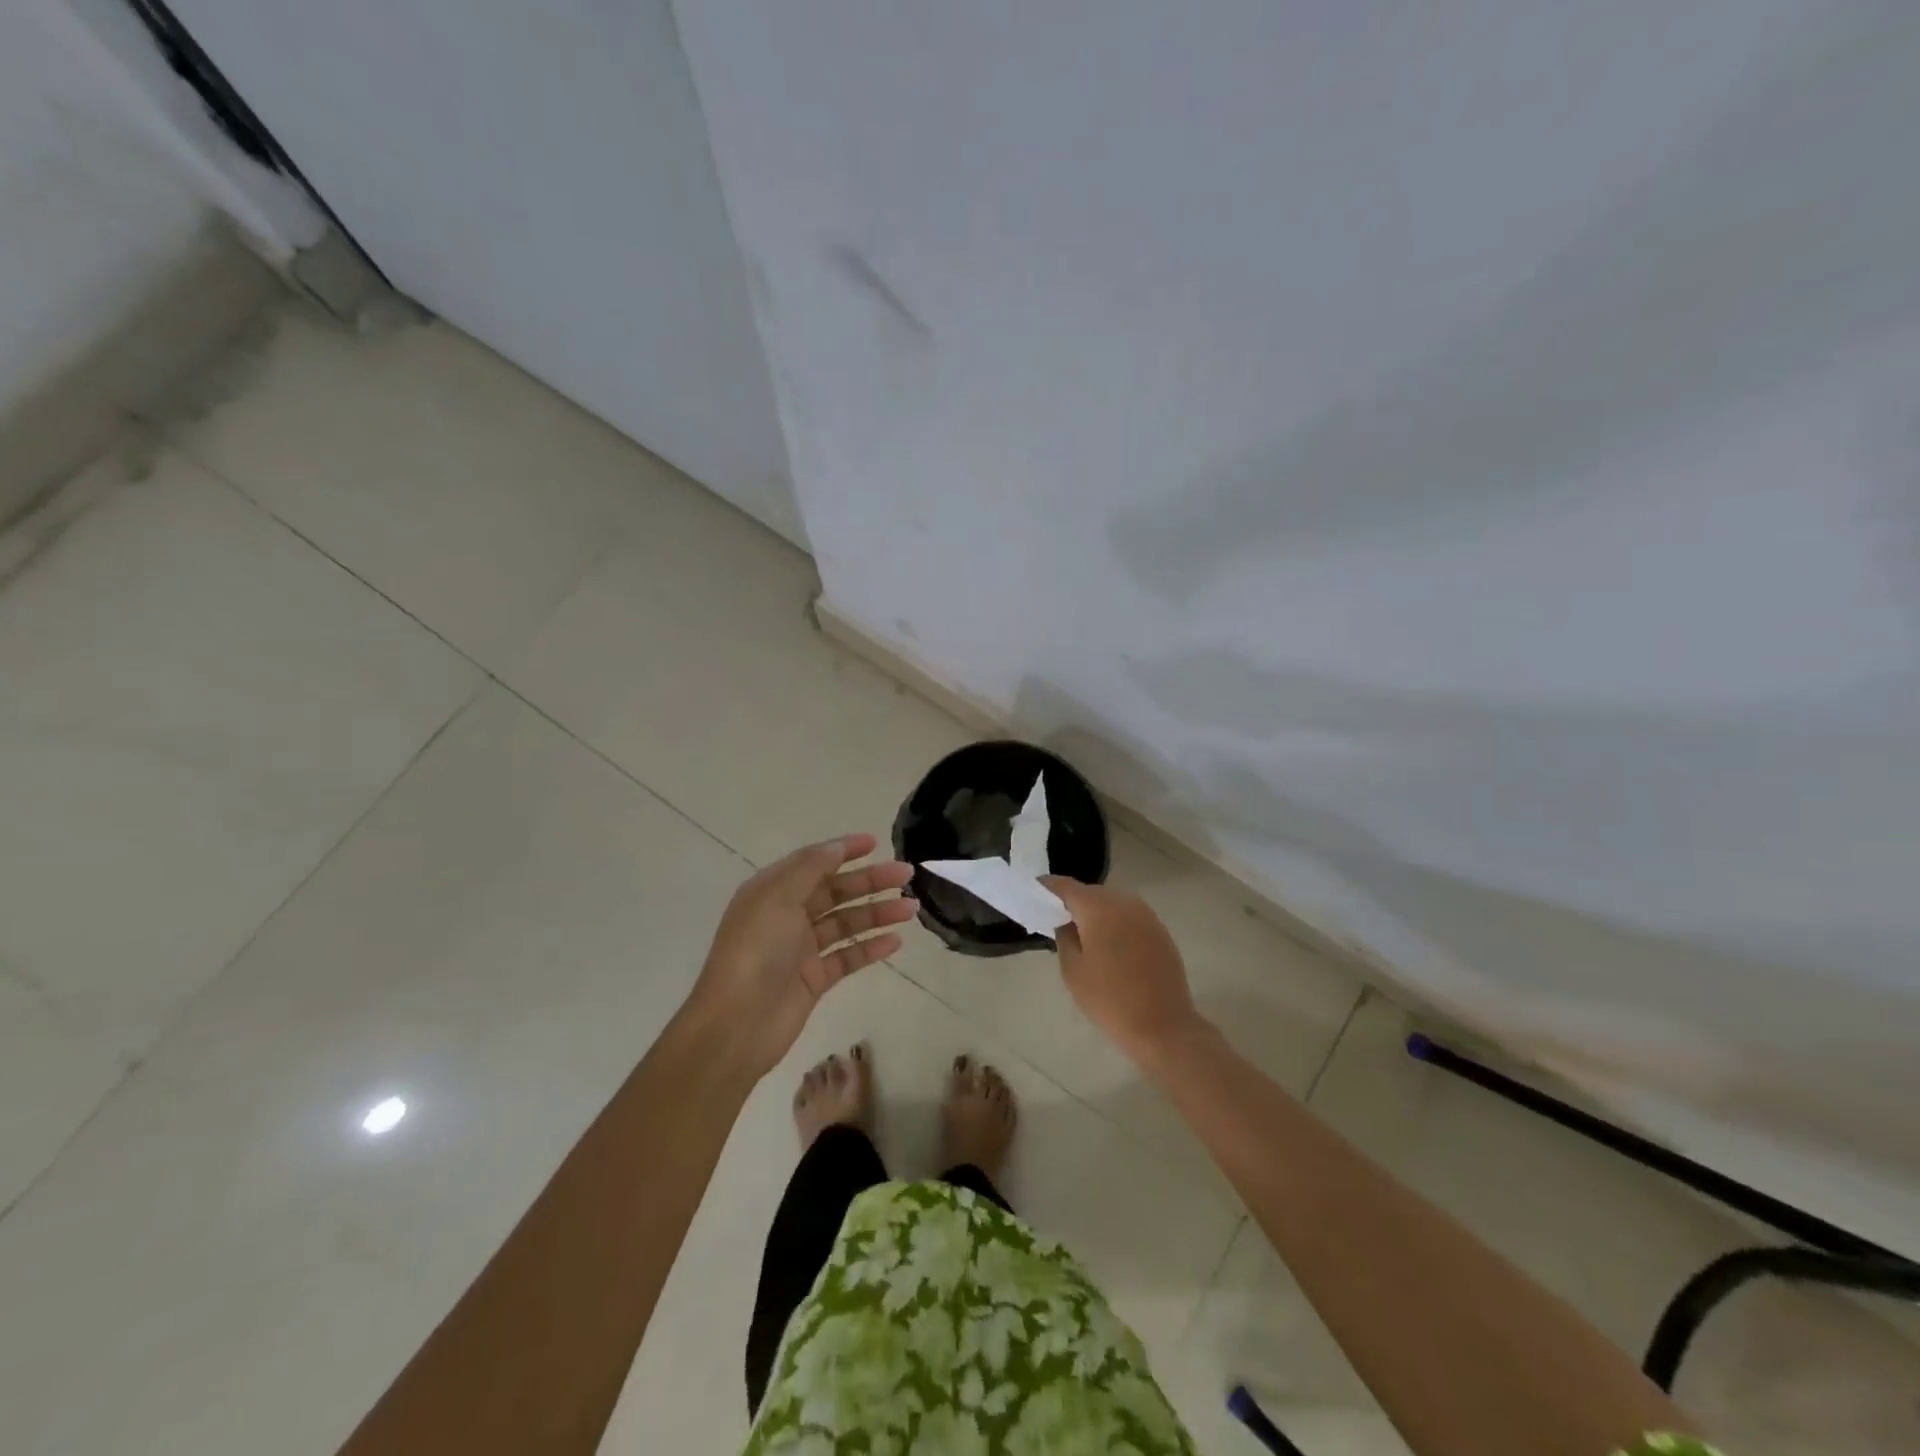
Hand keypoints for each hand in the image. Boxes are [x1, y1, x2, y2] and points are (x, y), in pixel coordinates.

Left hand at [687, 833, 914, 1077]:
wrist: (736, 1024)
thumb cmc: (755, 951)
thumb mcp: (778, 897)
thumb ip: (810, 868)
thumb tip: (837, 847)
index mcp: (772, 891)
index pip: (813, 862)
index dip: (843, 850)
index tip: (875, 843)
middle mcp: (786, 916)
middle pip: (836, 891)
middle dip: (870, 881)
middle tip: (906, 874)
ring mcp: (801, 949)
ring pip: (846, 923)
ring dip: (877, 913)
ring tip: (911, 909)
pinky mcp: (814, 979)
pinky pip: (847, 957)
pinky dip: (870, 948)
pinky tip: (895, 941)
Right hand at [1043, 878, 1207, 1065]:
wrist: (1163, 1026)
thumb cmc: (1109, 999)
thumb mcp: (1072, 970)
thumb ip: (1064, 936)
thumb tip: (1066, 920)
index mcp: (1098, 907)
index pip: (1065, 886)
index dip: (1047, 887)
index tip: (1033, 893)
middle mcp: (1123, 902)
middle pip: (1090, 892)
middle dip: (1073, 901)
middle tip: (1057, 919)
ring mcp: (1146, 915)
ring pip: (1112, 902)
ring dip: (1096, 912)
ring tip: (1083, 933)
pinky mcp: (1159, 930)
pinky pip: (1129, 916)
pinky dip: (1115, 922)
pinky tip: (1110, 945)